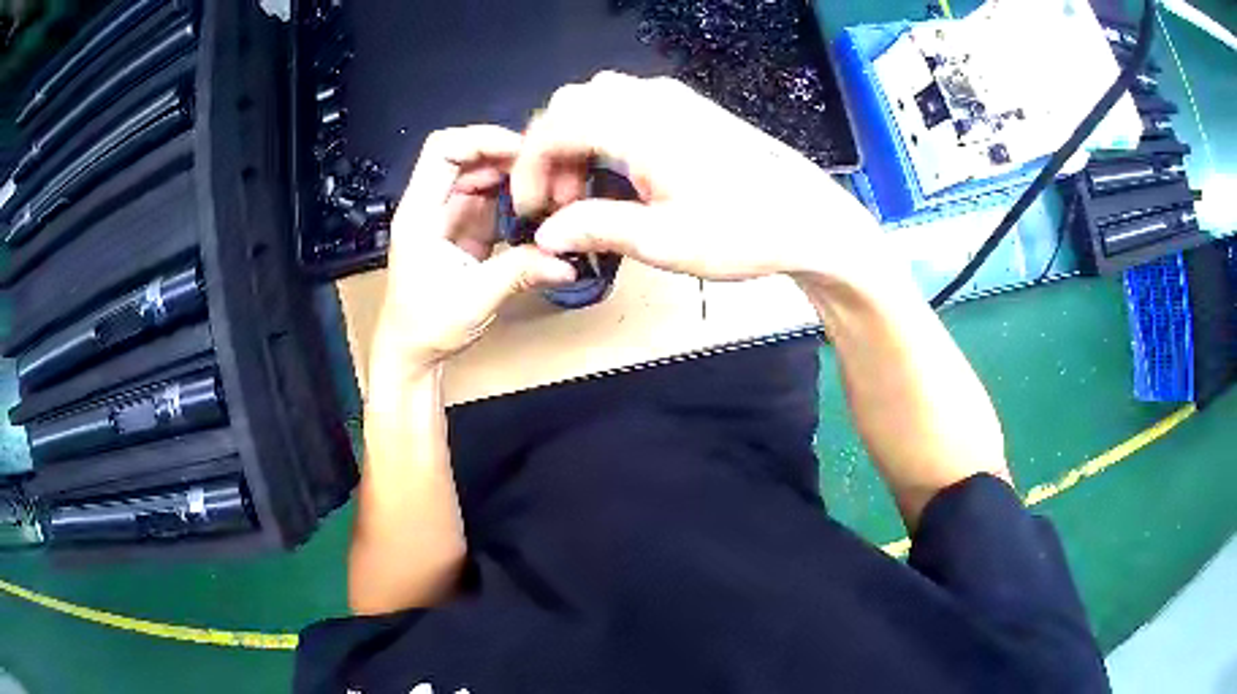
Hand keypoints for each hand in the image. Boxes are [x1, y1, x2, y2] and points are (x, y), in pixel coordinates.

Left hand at [375, 126, 575, 371]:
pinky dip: (516, 203)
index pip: (443, 151)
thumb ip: (521, 272)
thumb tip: (565, 261)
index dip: (481, 140)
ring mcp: (449, 218)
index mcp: (420, 214)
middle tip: (546, 172)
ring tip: (548, 191)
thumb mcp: (474, 298)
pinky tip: (539, 212)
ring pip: (484, 179)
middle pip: (469, 159)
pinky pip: (493, 203)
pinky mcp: (465, 232)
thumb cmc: (423, 327)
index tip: (519, 149)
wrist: (412, 353)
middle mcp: (432, 208)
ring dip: (515, 181)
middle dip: (508, 159)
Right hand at [510, 71, 883, 282]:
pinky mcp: (685, 106)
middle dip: (549, 153)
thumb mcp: (663, 241)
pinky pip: (622, 105)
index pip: (554, 128)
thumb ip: (595, 228)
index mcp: (638, 124)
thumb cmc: (742, 231)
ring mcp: (670, 96)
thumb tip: (547, 234)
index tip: (530, 210)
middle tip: (558, 204)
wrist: (806, 218)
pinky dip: (602, 134)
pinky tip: (616, 172)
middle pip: (569, 106)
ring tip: (585, 192)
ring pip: (594, 102)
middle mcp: (649, 97)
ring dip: (575, 143)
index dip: (529, 168)